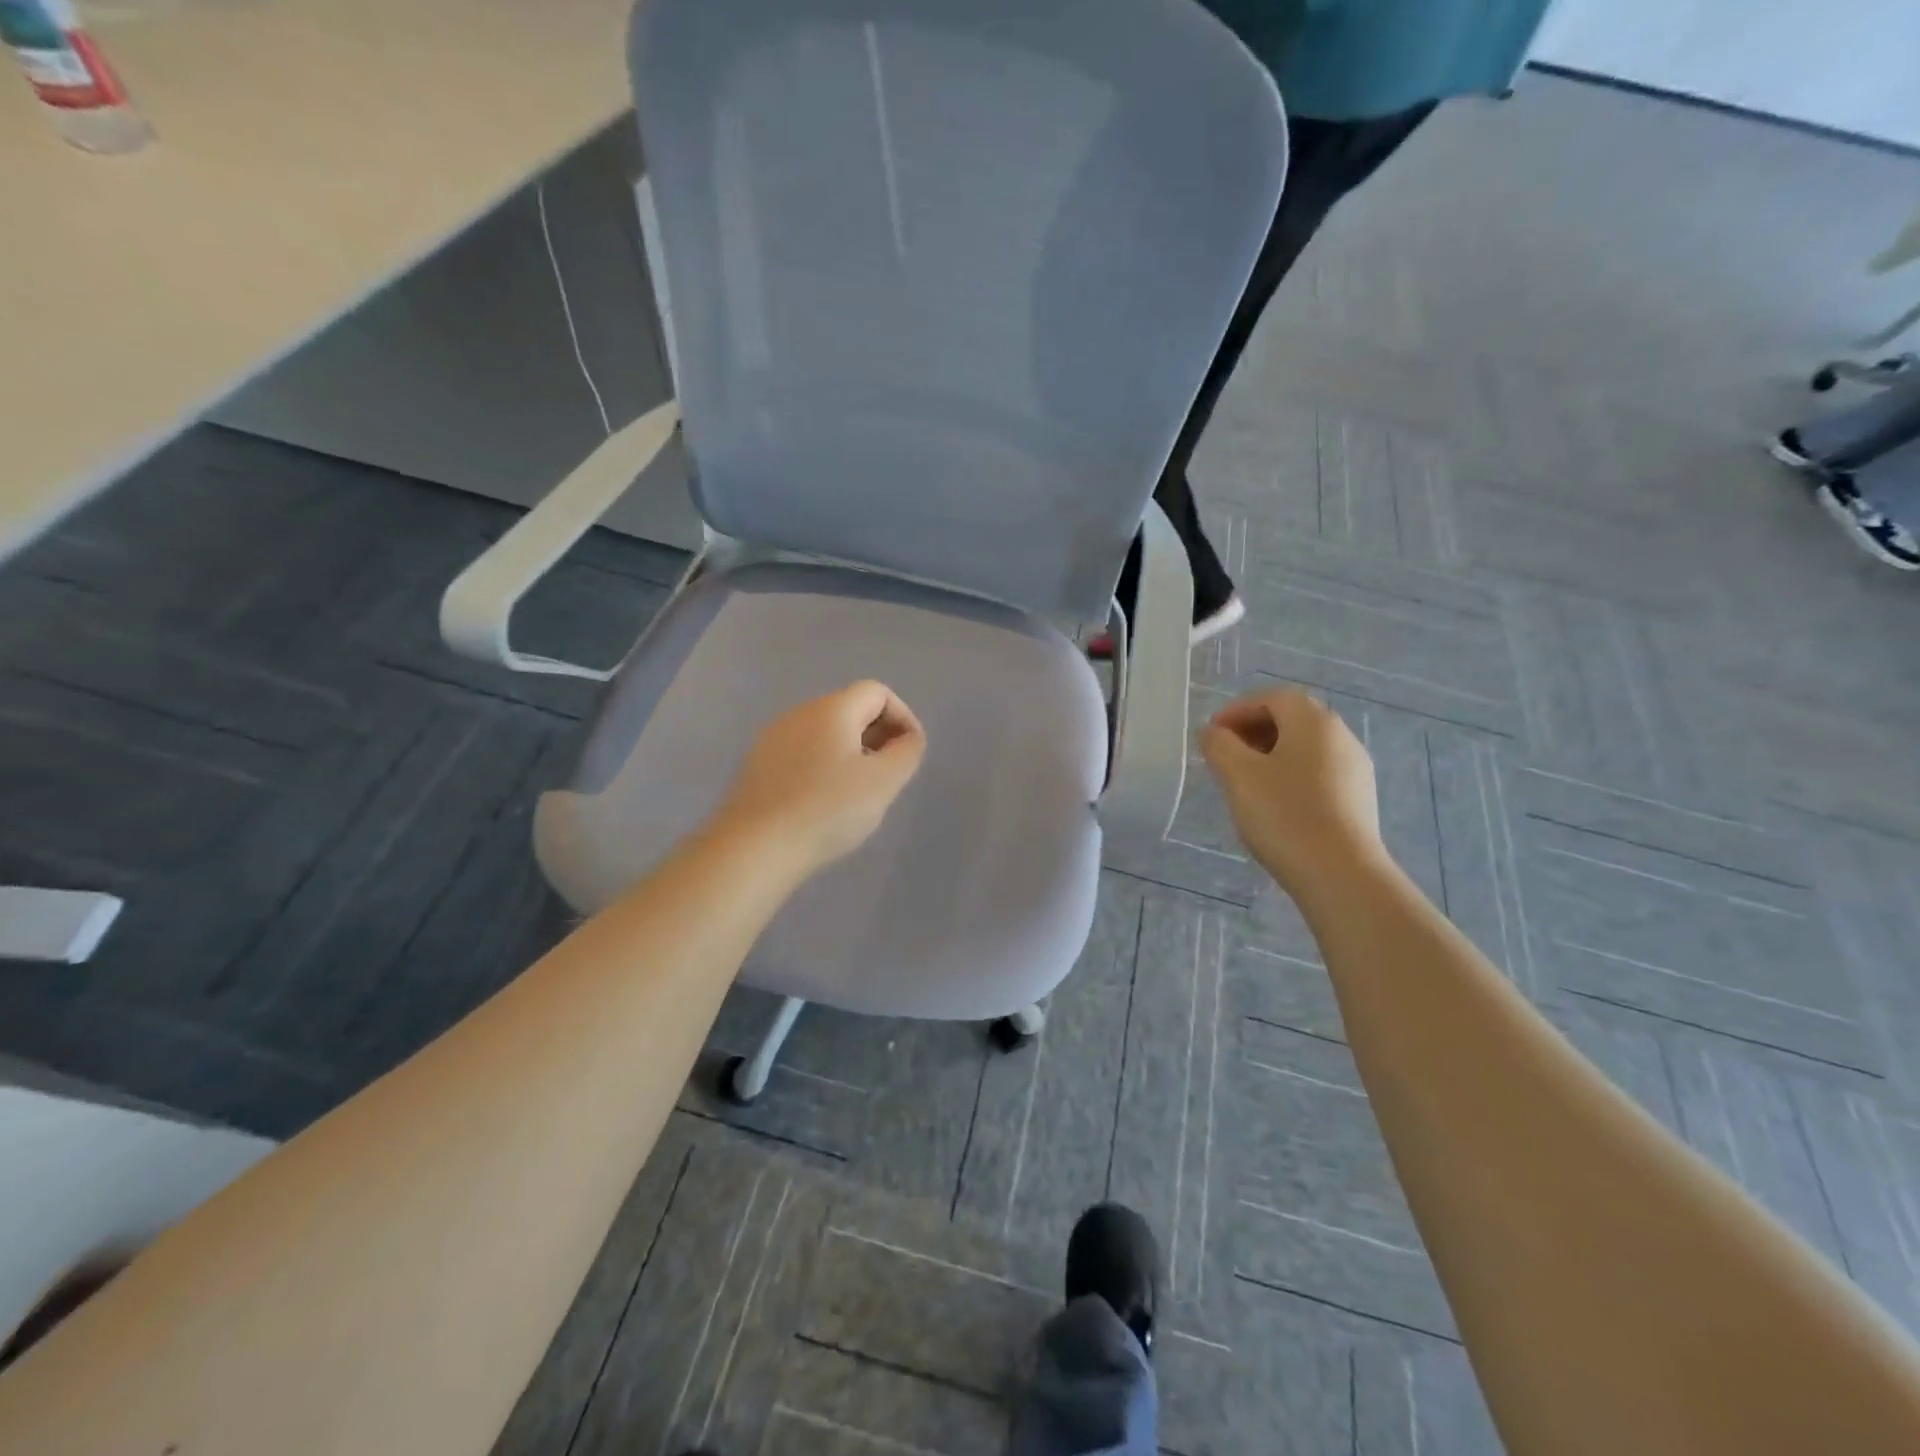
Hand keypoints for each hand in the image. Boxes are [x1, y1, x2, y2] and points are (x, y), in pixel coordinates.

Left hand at [717, 680, 926, 873]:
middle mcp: (800, 713)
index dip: (902, 717)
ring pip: (825, 733)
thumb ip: (906, 752)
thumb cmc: (827, 810)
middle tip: (888, 776)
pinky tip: (824, 803)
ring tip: (859, 793)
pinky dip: (824, 767)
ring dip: (851, 753)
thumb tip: (908, 739)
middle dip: (878, 735)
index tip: (909, 754)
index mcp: (832, 709)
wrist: (755, 847)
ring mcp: (773, 738)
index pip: (877, 692)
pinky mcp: (758, 765)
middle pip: (850, 709)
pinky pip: (803, 753)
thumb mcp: (883, 782)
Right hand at [1199, 688, 1384, 894]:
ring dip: (1272, 754)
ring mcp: (1355, 769)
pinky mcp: (1359, 799)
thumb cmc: (1284, 815)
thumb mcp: (1238, 775)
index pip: (1272, 698)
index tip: (1212, 734)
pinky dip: (1291, 775)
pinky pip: (1318, 772)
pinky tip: (1275, 804)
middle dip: (1254, 730)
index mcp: (1313, 721)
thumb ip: (1219, 745)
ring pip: (1306, 747)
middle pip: (1292, 719)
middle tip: (1225, 755)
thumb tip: (1214, 732)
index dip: (1237, 710)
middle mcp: (1341, 736)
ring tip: (1245, 781)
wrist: (1341, 874)